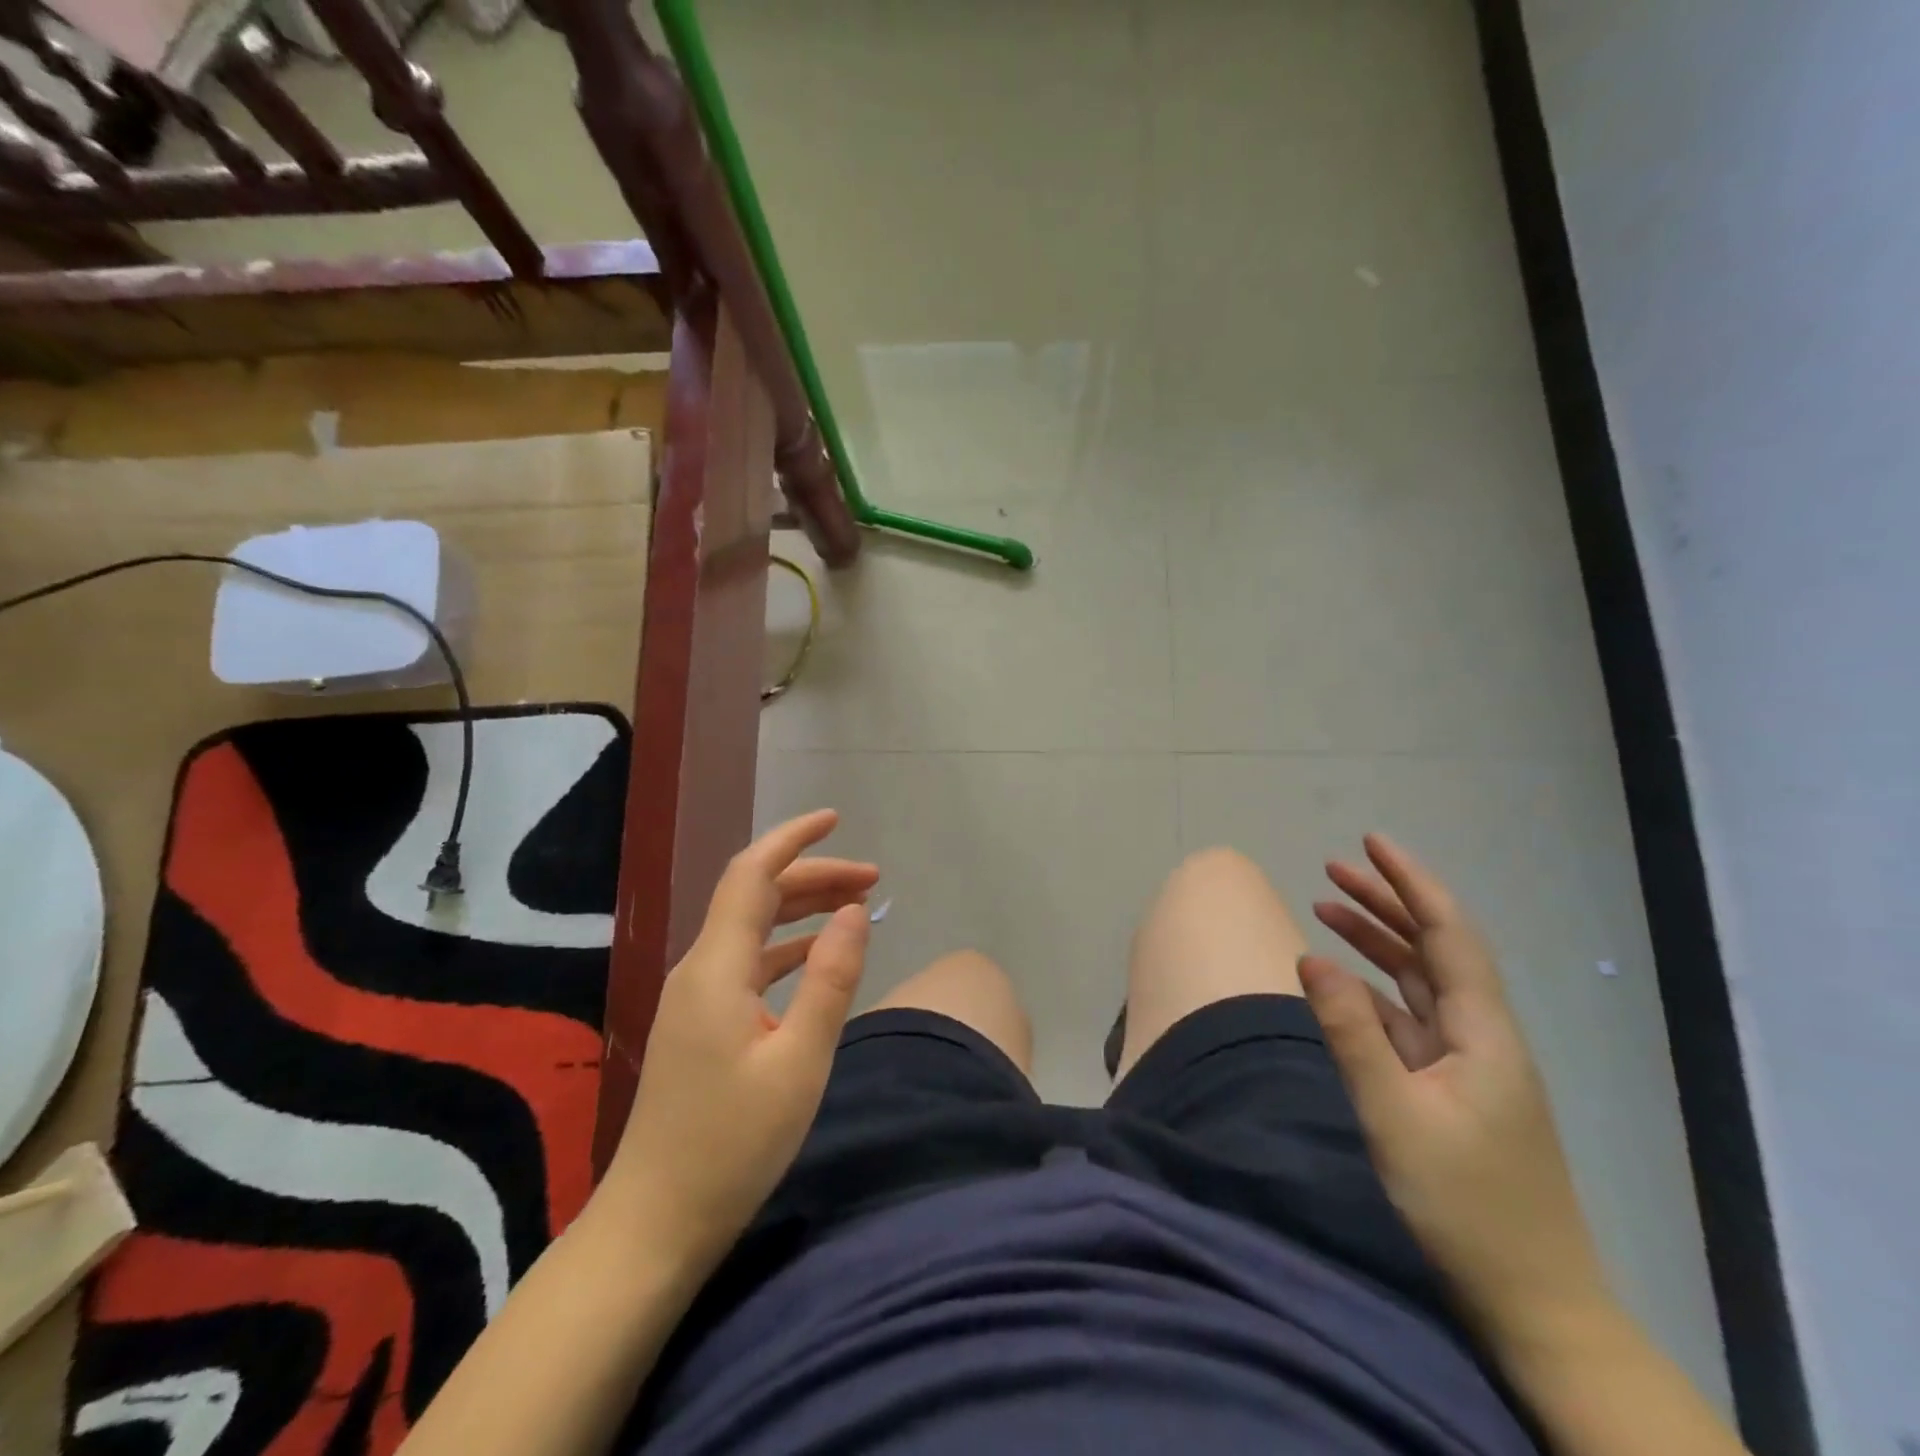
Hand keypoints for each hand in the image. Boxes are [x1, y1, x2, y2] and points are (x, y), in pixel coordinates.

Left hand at [604, 810, 877, 1268]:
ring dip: (802, 909)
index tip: (836, 819)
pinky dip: (786, 946)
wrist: (654, 1225)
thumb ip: (830, 980)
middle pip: (755, 895)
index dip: (793, 839)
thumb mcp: (799, 1063)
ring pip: (752, 927)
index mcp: (717, 968)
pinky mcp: (699, 1023)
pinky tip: (816, 955)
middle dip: (813, 876)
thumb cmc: (732, 1147)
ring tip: (856, 907)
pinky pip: (747, 961)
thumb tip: (857, 912)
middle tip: (873, 880)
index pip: (752, 874)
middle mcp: (699, 969)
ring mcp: (695, 997)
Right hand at [1300, 833, 1610, 1346]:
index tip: (1370, 842)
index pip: (1447, 934)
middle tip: (1332, 867)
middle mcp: (1481, 1035)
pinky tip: (1343, 982)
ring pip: (1420, 979)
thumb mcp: (1394, 1115)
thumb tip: (1310, 957)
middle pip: (1433, 948)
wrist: (1533, 1302)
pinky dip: (1374, 988)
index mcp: (1483, 1032)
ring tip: (1325, 908)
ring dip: (1376, 941)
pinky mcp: (1452, 1087)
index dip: (1411, 883)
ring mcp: (1468, 1062)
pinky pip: (1410, 1017)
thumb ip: (1350, 1031)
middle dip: (1386, 902)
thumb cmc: (1466, 1206)